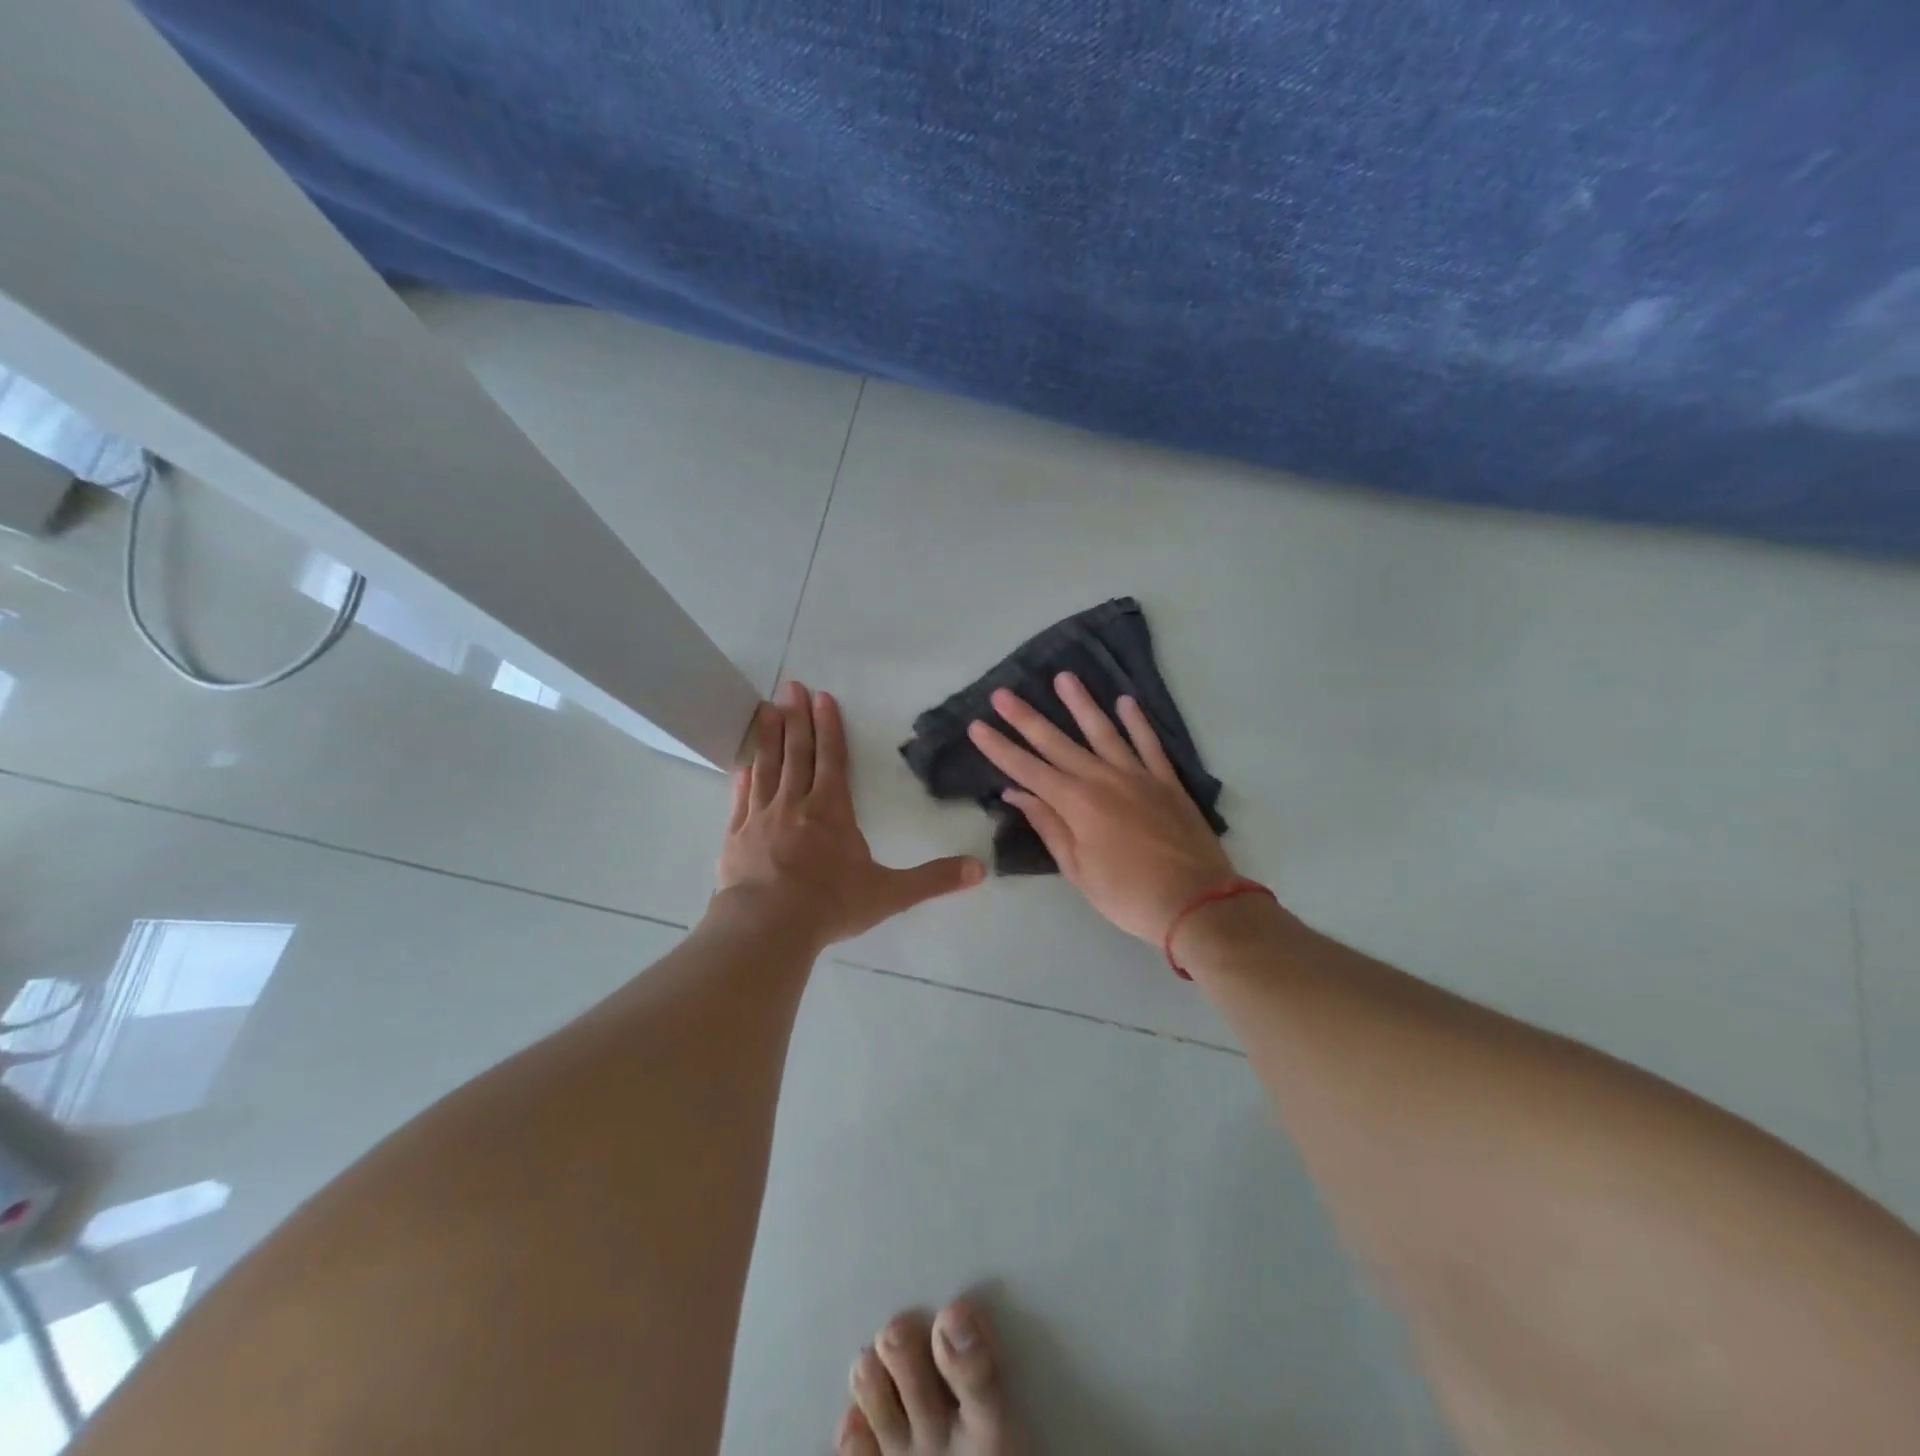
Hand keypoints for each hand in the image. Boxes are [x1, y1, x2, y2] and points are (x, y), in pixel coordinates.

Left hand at [717, 680, 984, 945]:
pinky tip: (742, 763)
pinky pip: (740, 798)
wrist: (768, 926)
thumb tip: (979, 869)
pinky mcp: (736, 836)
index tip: (823, 697)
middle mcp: (796, 804)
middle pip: (797, 752)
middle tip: (791, 686)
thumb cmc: (831, 904)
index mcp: (832, 810)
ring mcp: (761, 817)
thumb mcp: (890, 893)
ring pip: (766, 767)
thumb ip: (933, 879)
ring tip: (766, 708)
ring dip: (768, 736)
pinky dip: (742, 777)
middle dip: (797, 717)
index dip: (829, 727)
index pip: (833, 758)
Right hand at [967, 672, 1237, 943]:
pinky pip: (1149, 743)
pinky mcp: (1166, 781)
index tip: (977, 727)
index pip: (1028, 770)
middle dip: (1026, 718)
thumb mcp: (1077, 870)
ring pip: (1103, 731)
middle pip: (1057, 743)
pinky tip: (1125, 701)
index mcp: (1076, 804)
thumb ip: (1048, 826)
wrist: (1196, 902)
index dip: (1000, 748)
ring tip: (1064, 677)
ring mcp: (1138, 776)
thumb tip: (1017, 794)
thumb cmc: (1127, 895)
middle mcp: (1103, 779)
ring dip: (1081, 704)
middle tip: (1002, 693)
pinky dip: (1137, 722)